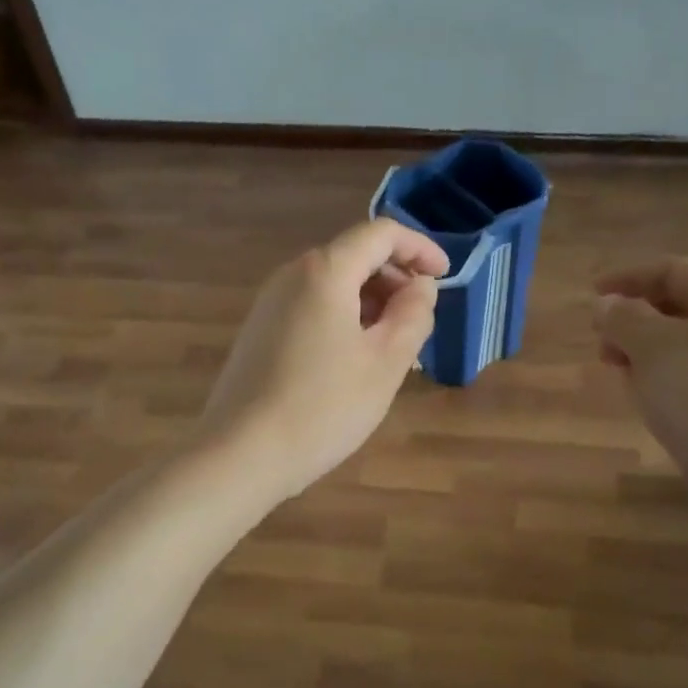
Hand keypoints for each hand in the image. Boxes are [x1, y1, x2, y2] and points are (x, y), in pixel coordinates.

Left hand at [197, 219, 448, 502]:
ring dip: (371, 304)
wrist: (241, 454)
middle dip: (396, 280)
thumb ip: (413, 314)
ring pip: (334, 285)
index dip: (420, 248)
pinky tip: (355, 361)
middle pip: (355, 256)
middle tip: (420, 323)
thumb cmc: (324, 406)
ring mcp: (270, 303)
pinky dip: (344, 319)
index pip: (381, 234)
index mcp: (324, 271)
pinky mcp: (259, 331)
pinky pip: (312, 307)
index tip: (446, 276)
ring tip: (394, 349)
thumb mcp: (385, 362)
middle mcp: (292, 275)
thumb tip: (421, 286)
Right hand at [592, 258, 687, 481]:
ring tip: (619, 374)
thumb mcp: (652, 347)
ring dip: (647, 354)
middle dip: (635, 321)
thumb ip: (623, 318)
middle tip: (601, 344)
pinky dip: (667, 381)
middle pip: (682, 309)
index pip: (674, 271)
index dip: (628, 278)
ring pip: (687, 348)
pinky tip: (648, 401)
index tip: (591, 296)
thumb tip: (607, 305)